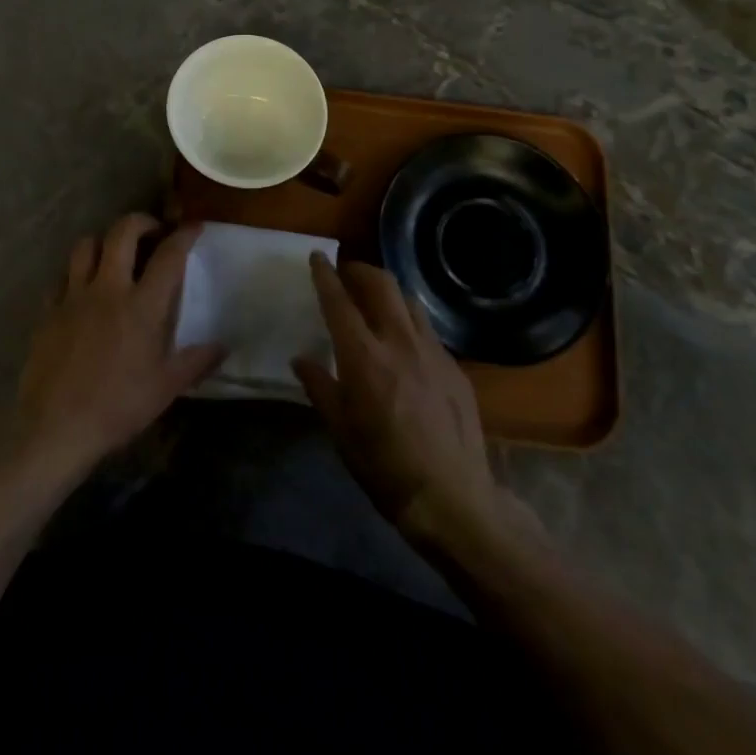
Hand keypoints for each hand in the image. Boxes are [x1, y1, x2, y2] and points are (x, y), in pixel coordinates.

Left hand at [13, 215, 224, 482]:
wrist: (56, 427)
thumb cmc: (118, 407)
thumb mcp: (166, 388)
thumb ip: (196, 362)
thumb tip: (223, 346)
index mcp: (141, 306)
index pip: (168, 256)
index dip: (183, 235)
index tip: (193, 226)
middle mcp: (107, 289)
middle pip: (122, 233)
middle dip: (140, 221)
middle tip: (152, 231)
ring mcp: (73, 296)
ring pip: (85, 245)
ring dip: (103, 241)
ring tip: (113, 254)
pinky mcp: (48, 310)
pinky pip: (61, 276)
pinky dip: (75, 273)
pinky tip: (82, 288)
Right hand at [293, 256, 535, 548]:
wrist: (451, 497)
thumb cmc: (384, 466)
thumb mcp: (340, 430)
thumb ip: (319, 387)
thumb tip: (300, 359)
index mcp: (364, 356)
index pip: (339, 302)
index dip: (326, 275)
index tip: (318, 257)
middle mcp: (399, 342)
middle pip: (381, 284)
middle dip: (361, 270)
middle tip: (347, 273)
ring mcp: (433, 352)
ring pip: (409, 301)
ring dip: (388, 292)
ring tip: (376, 300)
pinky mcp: (455, 367)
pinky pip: (428, 330)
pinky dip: (409, 322)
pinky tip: (405, 343)